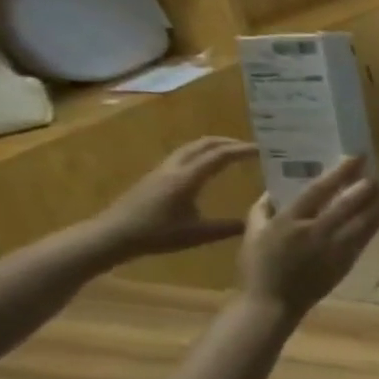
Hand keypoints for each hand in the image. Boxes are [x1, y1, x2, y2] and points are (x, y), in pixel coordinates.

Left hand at [92, 137, 256, 258]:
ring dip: (215, 147)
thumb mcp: (199, 234)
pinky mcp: (155, 178)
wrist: (112, 236)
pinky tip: (209, 168)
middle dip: (230, 142)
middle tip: (253, 148)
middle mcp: (174, 169)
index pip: (220, 156)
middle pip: (204, 144)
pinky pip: (183, 157)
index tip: (266, 150)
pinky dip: (202, 155)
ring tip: (234, 154)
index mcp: (187, 179)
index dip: (244, 150)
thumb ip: (230, 226)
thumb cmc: (156, 234)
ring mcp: (161, 171)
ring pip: (191, 148)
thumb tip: (257, 219)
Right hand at [237, 156, 378, 317]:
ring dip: (377, 202)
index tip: (355, 157)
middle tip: (376, 171)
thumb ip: (263, 208)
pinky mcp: (347, 260)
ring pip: (365, 220)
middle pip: (349, 203)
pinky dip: (375, 220)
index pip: (319, 190)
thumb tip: (276, 188)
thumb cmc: (258, 266)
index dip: (340, 172)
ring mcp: (335, 248)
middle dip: (366, 185)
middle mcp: (315, 232)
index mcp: (289, 222)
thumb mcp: (253, 233)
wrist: (274, 302)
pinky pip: (366, 236)